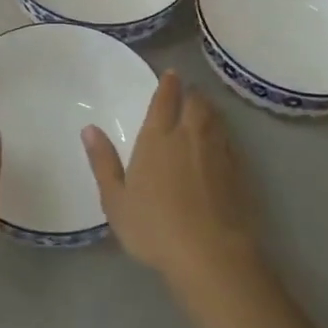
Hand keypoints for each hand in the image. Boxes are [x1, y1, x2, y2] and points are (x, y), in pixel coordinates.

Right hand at [83, 71, 260, 295]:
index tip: (171, 74)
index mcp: (158, 138)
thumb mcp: (116, 200)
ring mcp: (217, 152)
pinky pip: (229, 140)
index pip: (165, 100)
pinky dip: (222, 132)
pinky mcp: (238, 171)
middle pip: (195, 103)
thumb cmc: (154, 227)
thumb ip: (103, 162)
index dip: (168, 84)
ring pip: (215, 118)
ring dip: (208, 108)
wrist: (210, 253)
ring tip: (203, 108)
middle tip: (187, 91)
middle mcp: (189, 136)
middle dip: (191, 93)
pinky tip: (220, 141)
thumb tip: (89, 128)